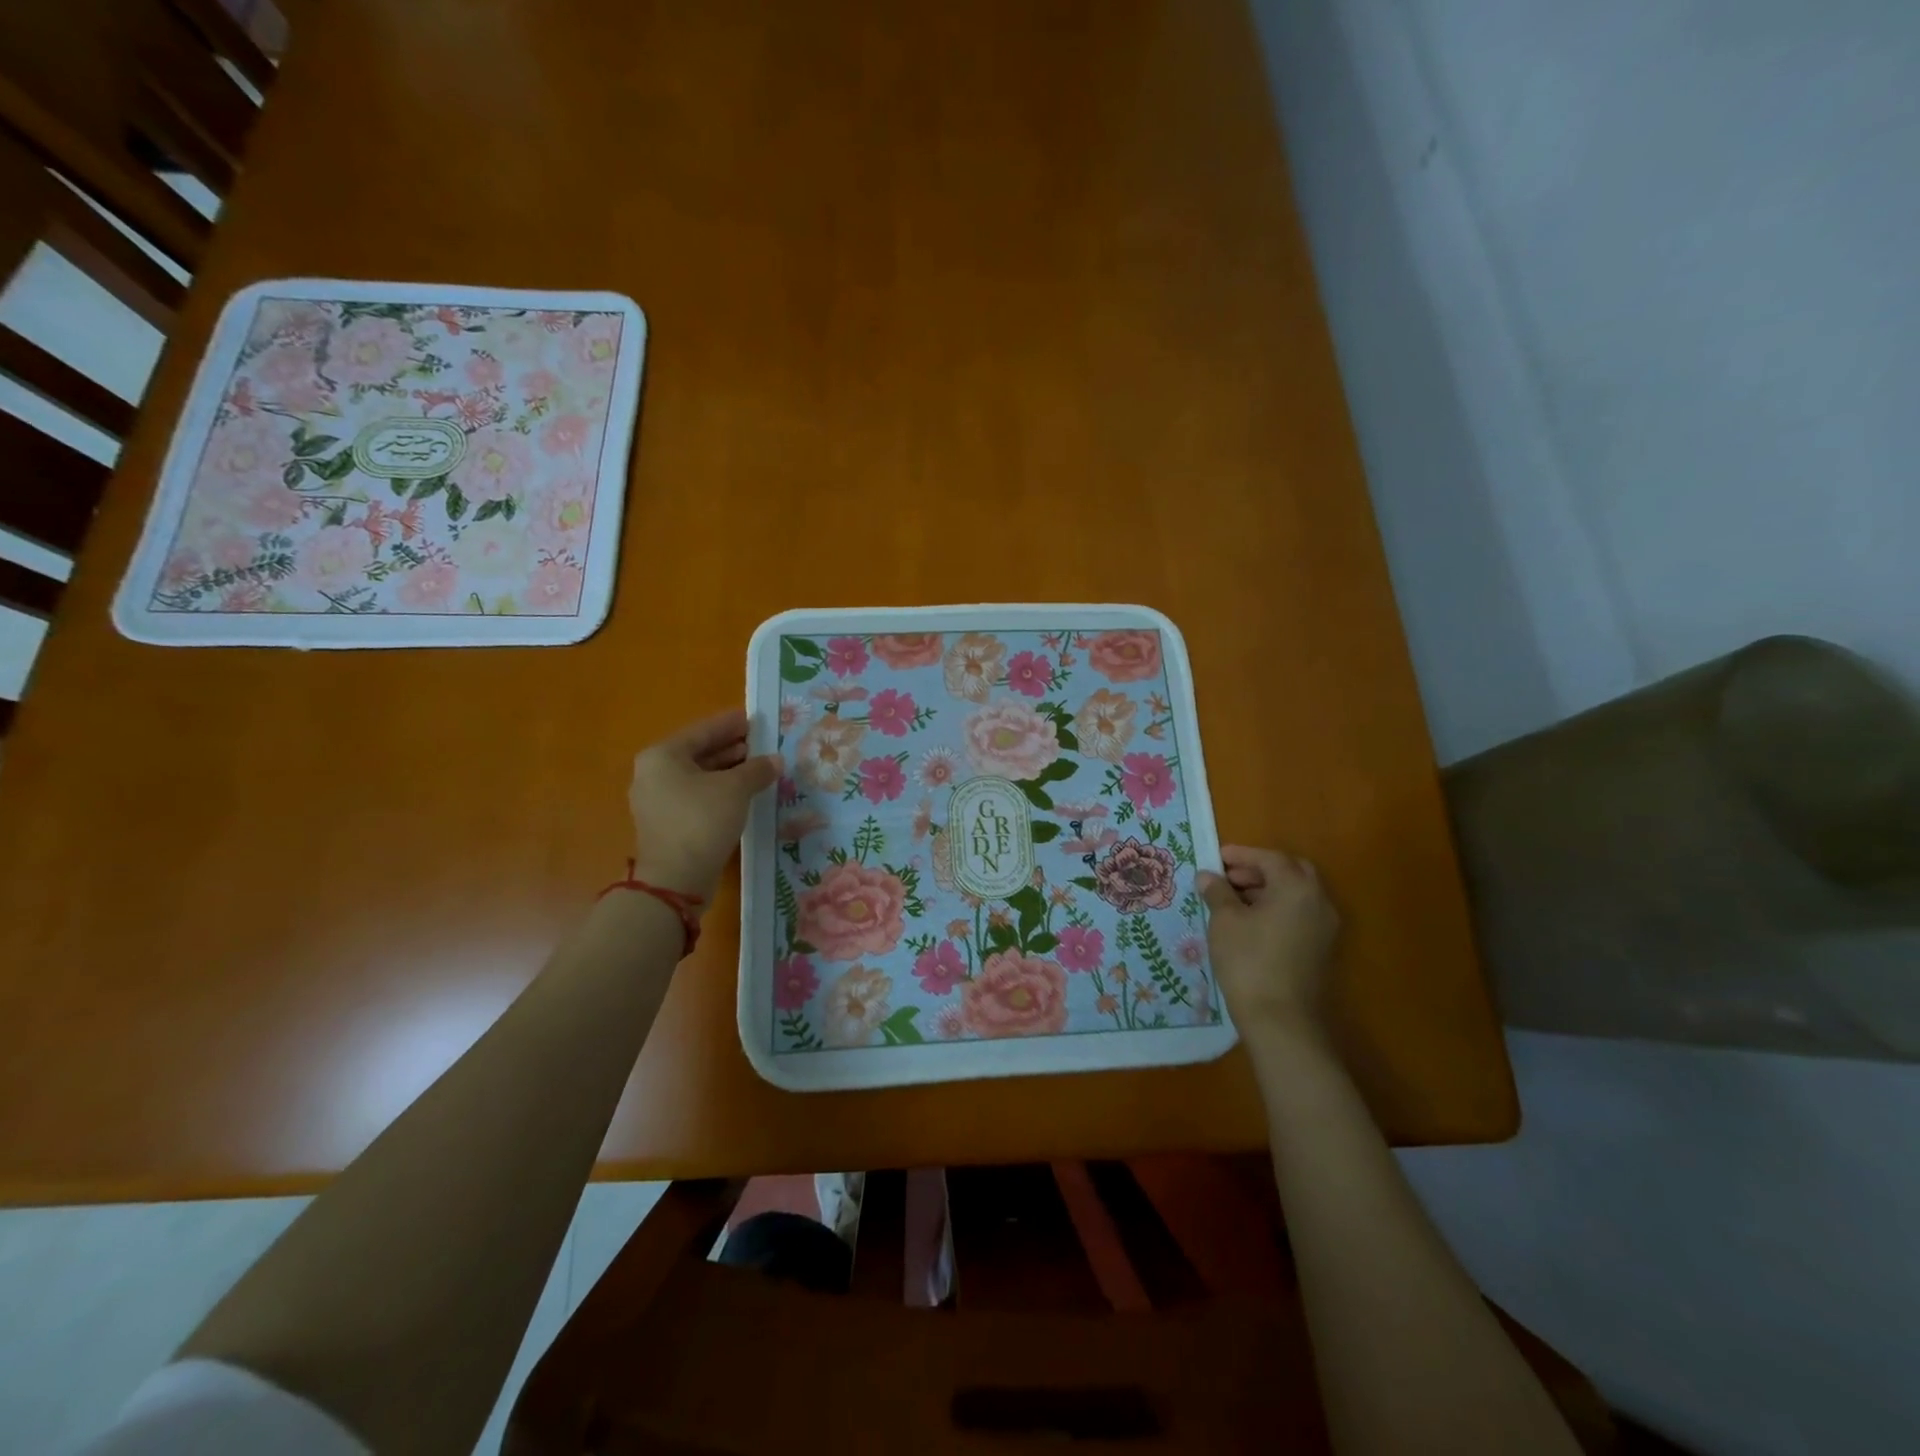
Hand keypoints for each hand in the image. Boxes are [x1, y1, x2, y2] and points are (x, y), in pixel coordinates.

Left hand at [628, 709, 780, 901]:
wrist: (676, 879)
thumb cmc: (702, 820)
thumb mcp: (736, 789)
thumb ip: (757, 769)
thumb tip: (775, 760)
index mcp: (663, 756)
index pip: (702, 731)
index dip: (731, 724)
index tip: (754, 718)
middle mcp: (653, 774)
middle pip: (698, 753)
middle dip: (731, 748)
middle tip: (761, 742)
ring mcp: (658, 801)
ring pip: (698, 777)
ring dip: (728, 771)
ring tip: (758, 766)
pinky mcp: (667, 824)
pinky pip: (697, 797)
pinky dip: (720, 791)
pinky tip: (744, 793)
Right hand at [1197, 845, 1340, 1046]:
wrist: (1281, 1020)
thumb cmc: (1249, 961)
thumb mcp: (1224, 921)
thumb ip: (1217, 892)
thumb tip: (1208, 876)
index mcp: (1297, 888)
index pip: (1270, 858)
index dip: (1241, 855)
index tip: (1216, 858)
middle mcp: (1319, 901)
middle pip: (1290, 872)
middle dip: (1258, 869)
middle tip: (1228, 876)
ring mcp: (1324, 928)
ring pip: (1296, 894)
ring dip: (1267, 889)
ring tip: (1233, 900)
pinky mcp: (1321, 949)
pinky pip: (1299, 915)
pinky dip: (1277, 909)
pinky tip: (1250, 923)